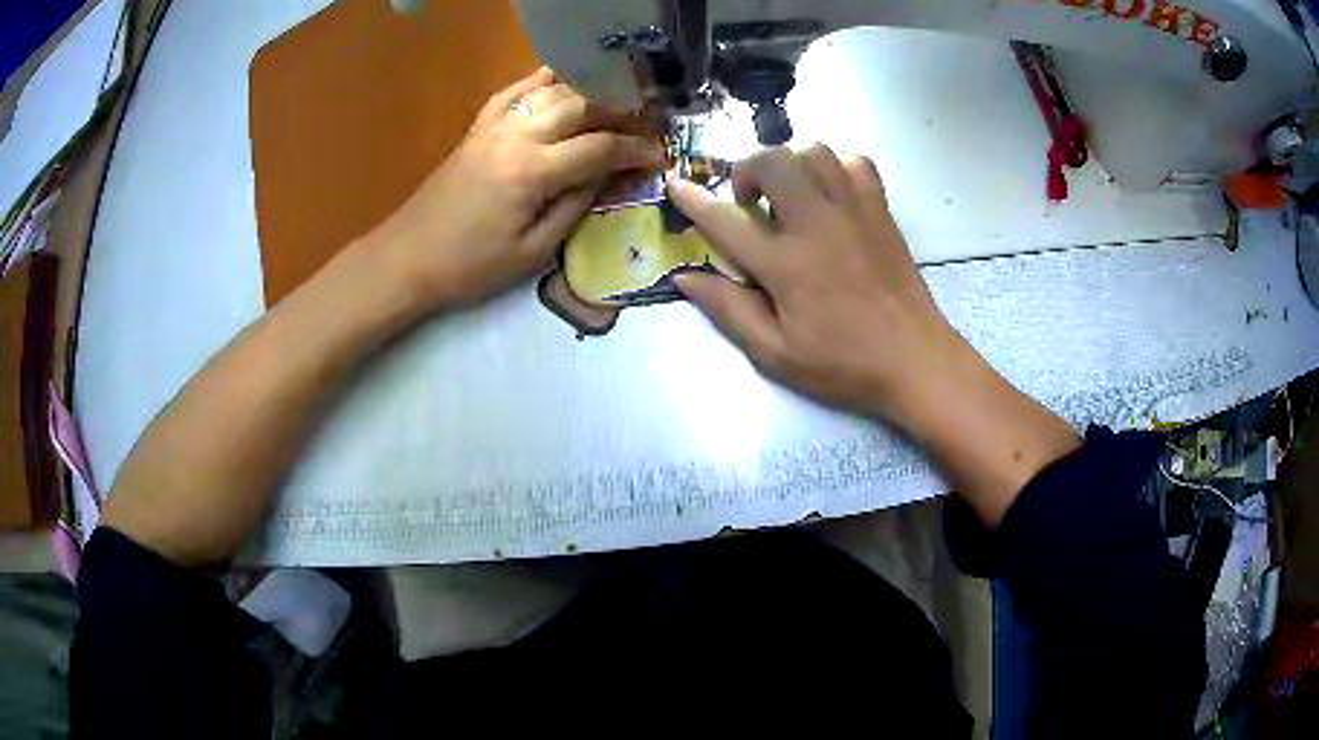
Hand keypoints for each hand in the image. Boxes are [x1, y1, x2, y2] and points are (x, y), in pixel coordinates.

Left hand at [368, 67, 666, 308]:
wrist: (407, 258)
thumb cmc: (470, 267)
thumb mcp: (533, 251)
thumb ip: (576, 207)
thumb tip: (608, 176)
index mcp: (533, 171)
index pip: (600, 148)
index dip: (636, 150)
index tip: (660, 156)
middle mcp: (516, 136)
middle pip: (581, 105)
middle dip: (621, 111)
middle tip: (645, 125)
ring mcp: (494, 126)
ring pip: (552, 90)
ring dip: (589, 91)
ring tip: (616, 101)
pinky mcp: (477, 128)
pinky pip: (514, 91)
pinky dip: (541, 81)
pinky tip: (561, 79)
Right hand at [668, 145, 965, 426]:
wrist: (915, 361)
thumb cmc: (843, 364)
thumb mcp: (775, 353)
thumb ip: (729, 311)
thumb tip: (685, 278)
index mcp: (787, 264)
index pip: (726, 220)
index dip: (693, 200)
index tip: (675, 184)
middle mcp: (818, 224)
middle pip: (773, 161)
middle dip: (748, 170)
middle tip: (749, 204)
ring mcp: (855, 211)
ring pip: (814, 151)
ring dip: (790, 164)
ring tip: (788, 194)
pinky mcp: (881, 211)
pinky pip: (856, 162)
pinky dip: (835, 166)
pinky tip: (829, 192)